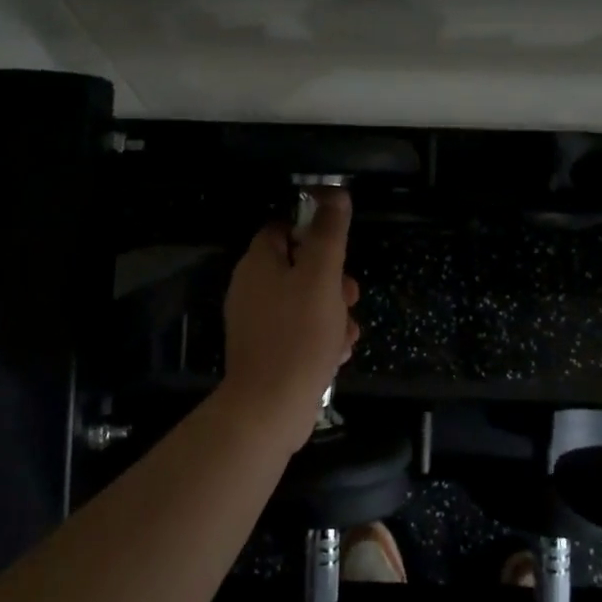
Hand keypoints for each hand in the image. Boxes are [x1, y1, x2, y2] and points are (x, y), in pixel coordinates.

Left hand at [221, 189, 360, 443]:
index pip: (282, 229)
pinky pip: (298, 332)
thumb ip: (328, 233)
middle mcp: (251, 288)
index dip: (312, 233)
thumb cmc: (298, 334)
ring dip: (332, 313)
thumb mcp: (321, 276)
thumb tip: (335, 193)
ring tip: (347, 332)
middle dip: (331, 280)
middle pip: (298, 268)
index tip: (337, 250)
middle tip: (350, 296)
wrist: (270, 408)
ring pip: (304, 302)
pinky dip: (320, 338)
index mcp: (257, 264)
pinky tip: (337, 354)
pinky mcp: (266, 351)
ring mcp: (257, 322)